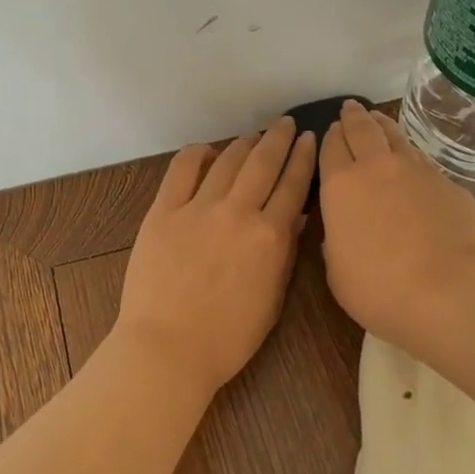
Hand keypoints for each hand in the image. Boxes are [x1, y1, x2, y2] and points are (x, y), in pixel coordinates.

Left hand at [114, 116, 316, 394]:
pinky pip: (182, 170)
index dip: (304, 159)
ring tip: (254, 136)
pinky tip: (207, 151)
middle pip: (263, 163)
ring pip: (227, 161)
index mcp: (270, 236)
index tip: (310, 140)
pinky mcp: (163, 211)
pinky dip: (197, 154)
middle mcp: (238, 212)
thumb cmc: (228, 336)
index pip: (293, 186)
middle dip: (279, 139)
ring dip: (244, 144)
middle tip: (287, 124)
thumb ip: (285, 253)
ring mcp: (198, 208)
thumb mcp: (272, 299)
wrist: (168, 349)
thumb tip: (297, 217)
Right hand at [318, 101, 474, 345]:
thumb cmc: (380, 288)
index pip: (330, 149)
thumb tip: (343, 228)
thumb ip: (337, 242)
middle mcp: (377, 168)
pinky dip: (411, 151)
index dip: (329, 138)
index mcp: (341, 187)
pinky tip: (412, 157)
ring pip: (395, 137)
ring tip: (378, 118)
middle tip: (350, 108)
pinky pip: (422, 158)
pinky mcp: (449, 183)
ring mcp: (417, 171)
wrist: (451, 289)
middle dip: (353, 117)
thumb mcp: (338, 272)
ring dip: (383, 125)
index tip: (329, 130)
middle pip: (363, 131)